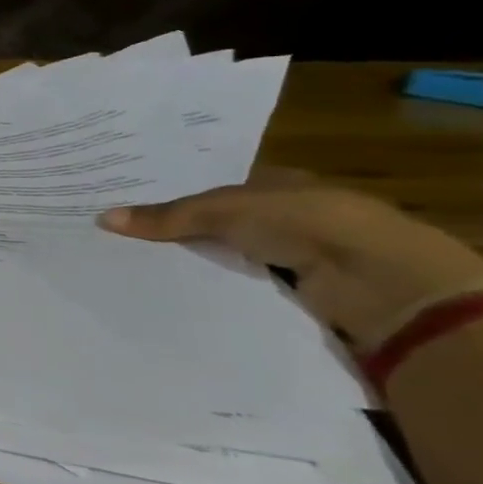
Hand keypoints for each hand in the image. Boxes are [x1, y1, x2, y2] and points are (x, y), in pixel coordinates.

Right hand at [98, 170, 482, 350]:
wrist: (380, 281)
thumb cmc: (306, 222)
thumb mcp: (225, 209)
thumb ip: (167, 216)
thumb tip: (102, 218)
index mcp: (275, 185)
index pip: (212, 189)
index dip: (172, 196)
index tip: (126, 207)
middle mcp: (284, 218)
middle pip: (215, 226)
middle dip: (174, 234)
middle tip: (116, 241)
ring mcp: (292, 259)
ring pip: (224, 260)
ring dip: (192, 267)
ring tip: (131, 272)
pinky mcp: (294, 296)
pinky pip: (238, 291)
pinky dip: (211, 293)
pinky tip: (172, 298)